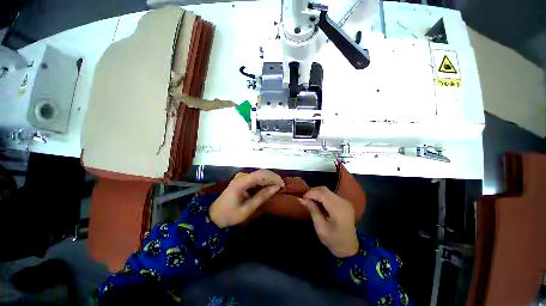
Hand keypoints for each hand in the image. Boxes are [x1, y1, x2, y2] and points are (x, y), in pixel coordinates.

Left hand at [210, 170, 284, 227]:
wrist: (215, 216)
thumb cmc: (230, 214)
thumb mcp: (248, 209)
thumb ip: (262, 197)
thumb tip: (276, 188)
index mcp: (241, 182)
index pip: (261, 175)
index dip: (274, 178)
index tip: (283, 185)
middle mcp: (241, 176)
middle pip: (261, 173)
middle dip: (273, 179)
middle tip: (282, 188)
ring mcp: (240, 178)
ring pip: (259, 175)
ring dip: (269, 180)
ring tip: (278, 189)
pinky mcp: (241, 181)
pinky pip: (255, 179)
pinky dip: (263, 183)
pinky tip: (268, 189)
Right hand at [298, 186, 358, 257]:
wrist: (348, 247)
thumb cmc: (333, 240)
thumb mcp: (320, 228)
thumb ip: (313, 211)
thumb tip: (303, 199)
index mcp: (338, 209)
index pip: (322, 194)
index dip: (310, 193)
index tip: (301, 198)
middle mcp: (343, 202)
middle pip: (326, 190)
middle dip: (313, 192)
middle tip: (303, 199)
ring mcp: (346, 202)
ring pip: (329, 192)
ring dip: (318, 194)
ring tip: (309, 201)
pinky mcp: (346, 204)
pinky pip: (333, 196)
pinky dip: (324, 197)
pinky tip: (318, 204)